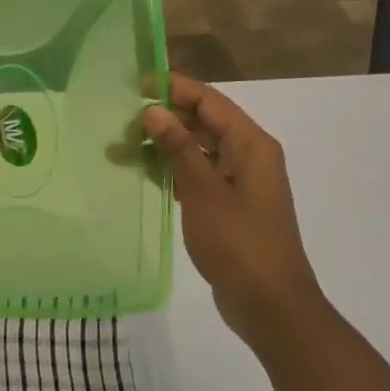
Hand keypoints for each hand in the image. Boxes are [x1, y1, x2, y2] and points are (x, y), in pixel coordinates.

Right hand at [143, 74, 322, 348]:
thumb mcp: (204, 191)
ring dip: (162, 147)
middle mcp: (247, 156)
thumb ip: (179, 148)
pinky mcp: (228, 206)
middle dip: (162, 118)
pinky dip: (171, 171)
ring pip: (196, 150)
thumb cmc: (239, 242)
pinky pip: (197, 175)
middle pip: (202, 122)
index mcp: (250, 144)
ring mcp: (239, 182)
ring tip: (119, 151)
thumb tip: (153, 110)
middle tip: (119, 123)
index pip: (208, 100)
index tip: (134, 85)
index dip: (173, 88)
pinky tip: (141, 175)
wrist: (270, 305)